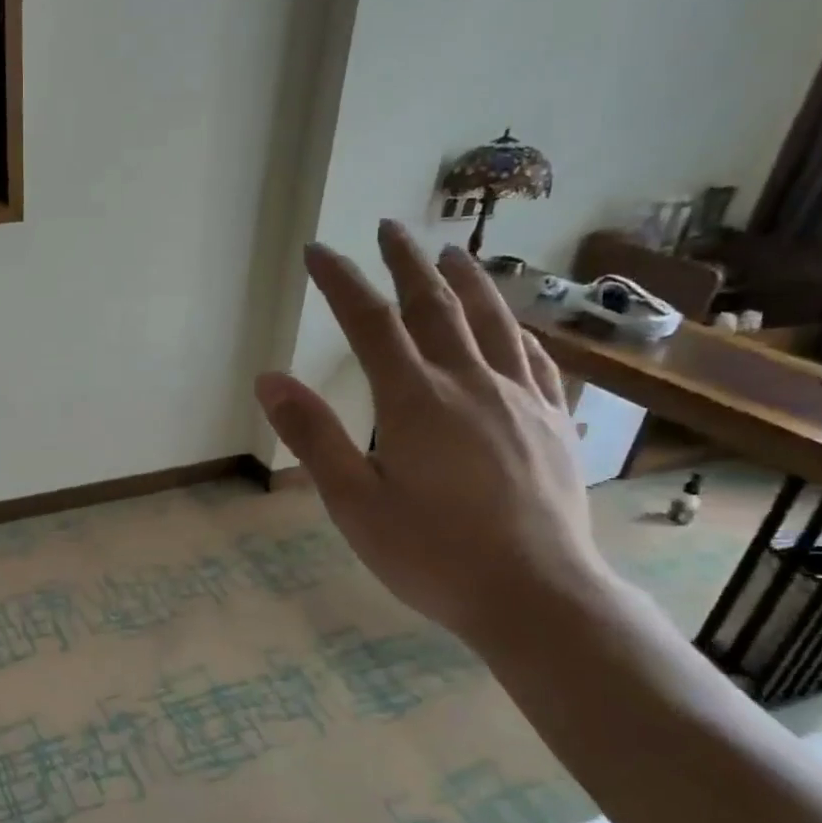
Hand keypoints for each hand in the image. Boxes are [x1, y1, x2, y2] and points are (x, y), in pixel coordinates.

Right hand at [256, 221, 610, 648]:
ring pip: (493, 322)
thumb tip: (269, 380)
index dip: (340, 282)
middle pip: (435, 306)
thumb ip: (313, 437)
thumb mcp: (354, 503)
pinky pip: (536, 361)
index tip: (318, 251)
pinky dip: (517, 332)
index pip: (370, 323)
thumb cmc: (432, 555)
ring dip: (467, 281)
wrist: (536, 596)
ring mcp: (519, 400)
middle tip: (388, 226)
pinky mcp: (552, 424)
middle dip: (405, 262)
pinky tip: (514, 328)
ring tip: (452, 252)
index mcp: (415, 401)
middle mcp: (470, 384)